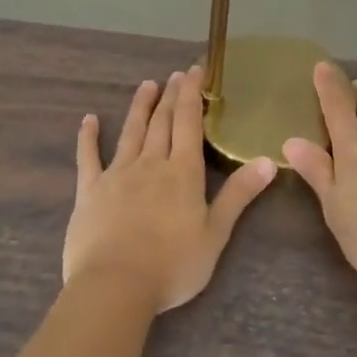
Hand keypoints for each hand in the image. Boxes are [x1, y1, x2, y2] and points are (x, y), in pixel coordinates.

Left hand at [64, 69, 275, 312]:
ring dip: (139, 107)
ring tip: (146, 85)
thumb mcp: (216, 233)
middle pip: (162, 122)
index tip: (194, 71)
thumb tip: (268, 160)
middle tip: (175, 74)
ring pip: (130, 132)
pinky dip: (88, 137)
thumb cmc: (173, 265)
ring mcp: (117, 175)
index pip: (189, 123)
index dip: (192, 95)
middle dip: (170, 96)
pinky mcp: (89, 191)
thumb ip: (239, 194)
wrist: (116, 285)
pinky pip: (87, 158)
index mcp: (182, 172)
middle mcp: (150, 164)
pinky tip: (88, 120)